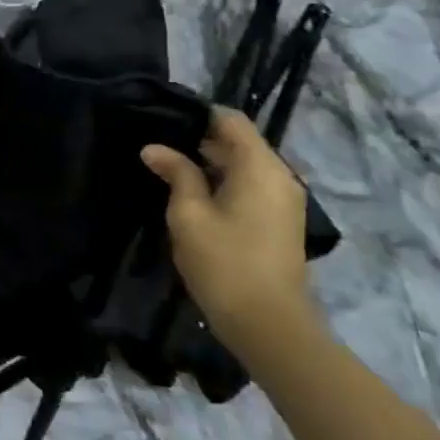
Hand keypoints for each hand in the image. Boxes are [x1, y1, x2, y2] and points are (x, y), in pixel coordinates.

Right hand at [140, 108, 313, 357]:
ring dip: (211, 163)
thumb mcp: (188, 214)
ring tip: (169, 167)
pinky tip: (194, 193)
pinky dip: (225, 181)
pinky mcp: (281, 220)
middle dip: (200, 139)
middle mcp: (280, 176)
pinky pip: (251, 185)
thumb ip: (176, 173)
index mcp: (260, 167)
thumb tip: (155, 149)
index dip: (197, 114)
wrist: (269, 325)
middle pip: (239, 141)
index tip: (163, 119)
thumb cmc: (224, 262)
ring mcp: (284, 200)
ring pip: (244, 165)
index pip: (231, 120)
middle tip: (159, 145)